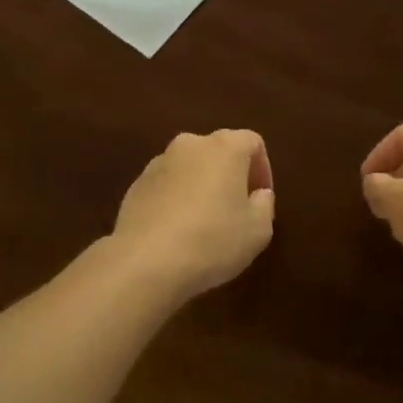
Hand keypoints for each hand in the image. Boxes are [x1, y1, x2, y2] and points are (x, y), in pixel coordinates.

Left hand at [110, 130, 275, 302]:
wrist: (145, 260)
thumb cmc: (212, 241)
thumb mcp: (257, 231)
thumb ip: (264, 205)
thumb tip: (258, 194)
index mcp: (224, 147)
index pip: (252, 142)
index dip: (262, 169)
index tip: (260, 199)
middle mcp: (191, 144)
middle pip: (219, 151)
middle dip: (230, 175)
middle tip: (236, 210)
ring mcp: (160, 161)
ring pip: (191, 167)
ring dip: (201, 186)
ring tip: (204, 224)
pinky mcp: (137, 182)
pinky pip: (167, 184)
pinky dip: (176, 198)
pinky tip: (177, 231)